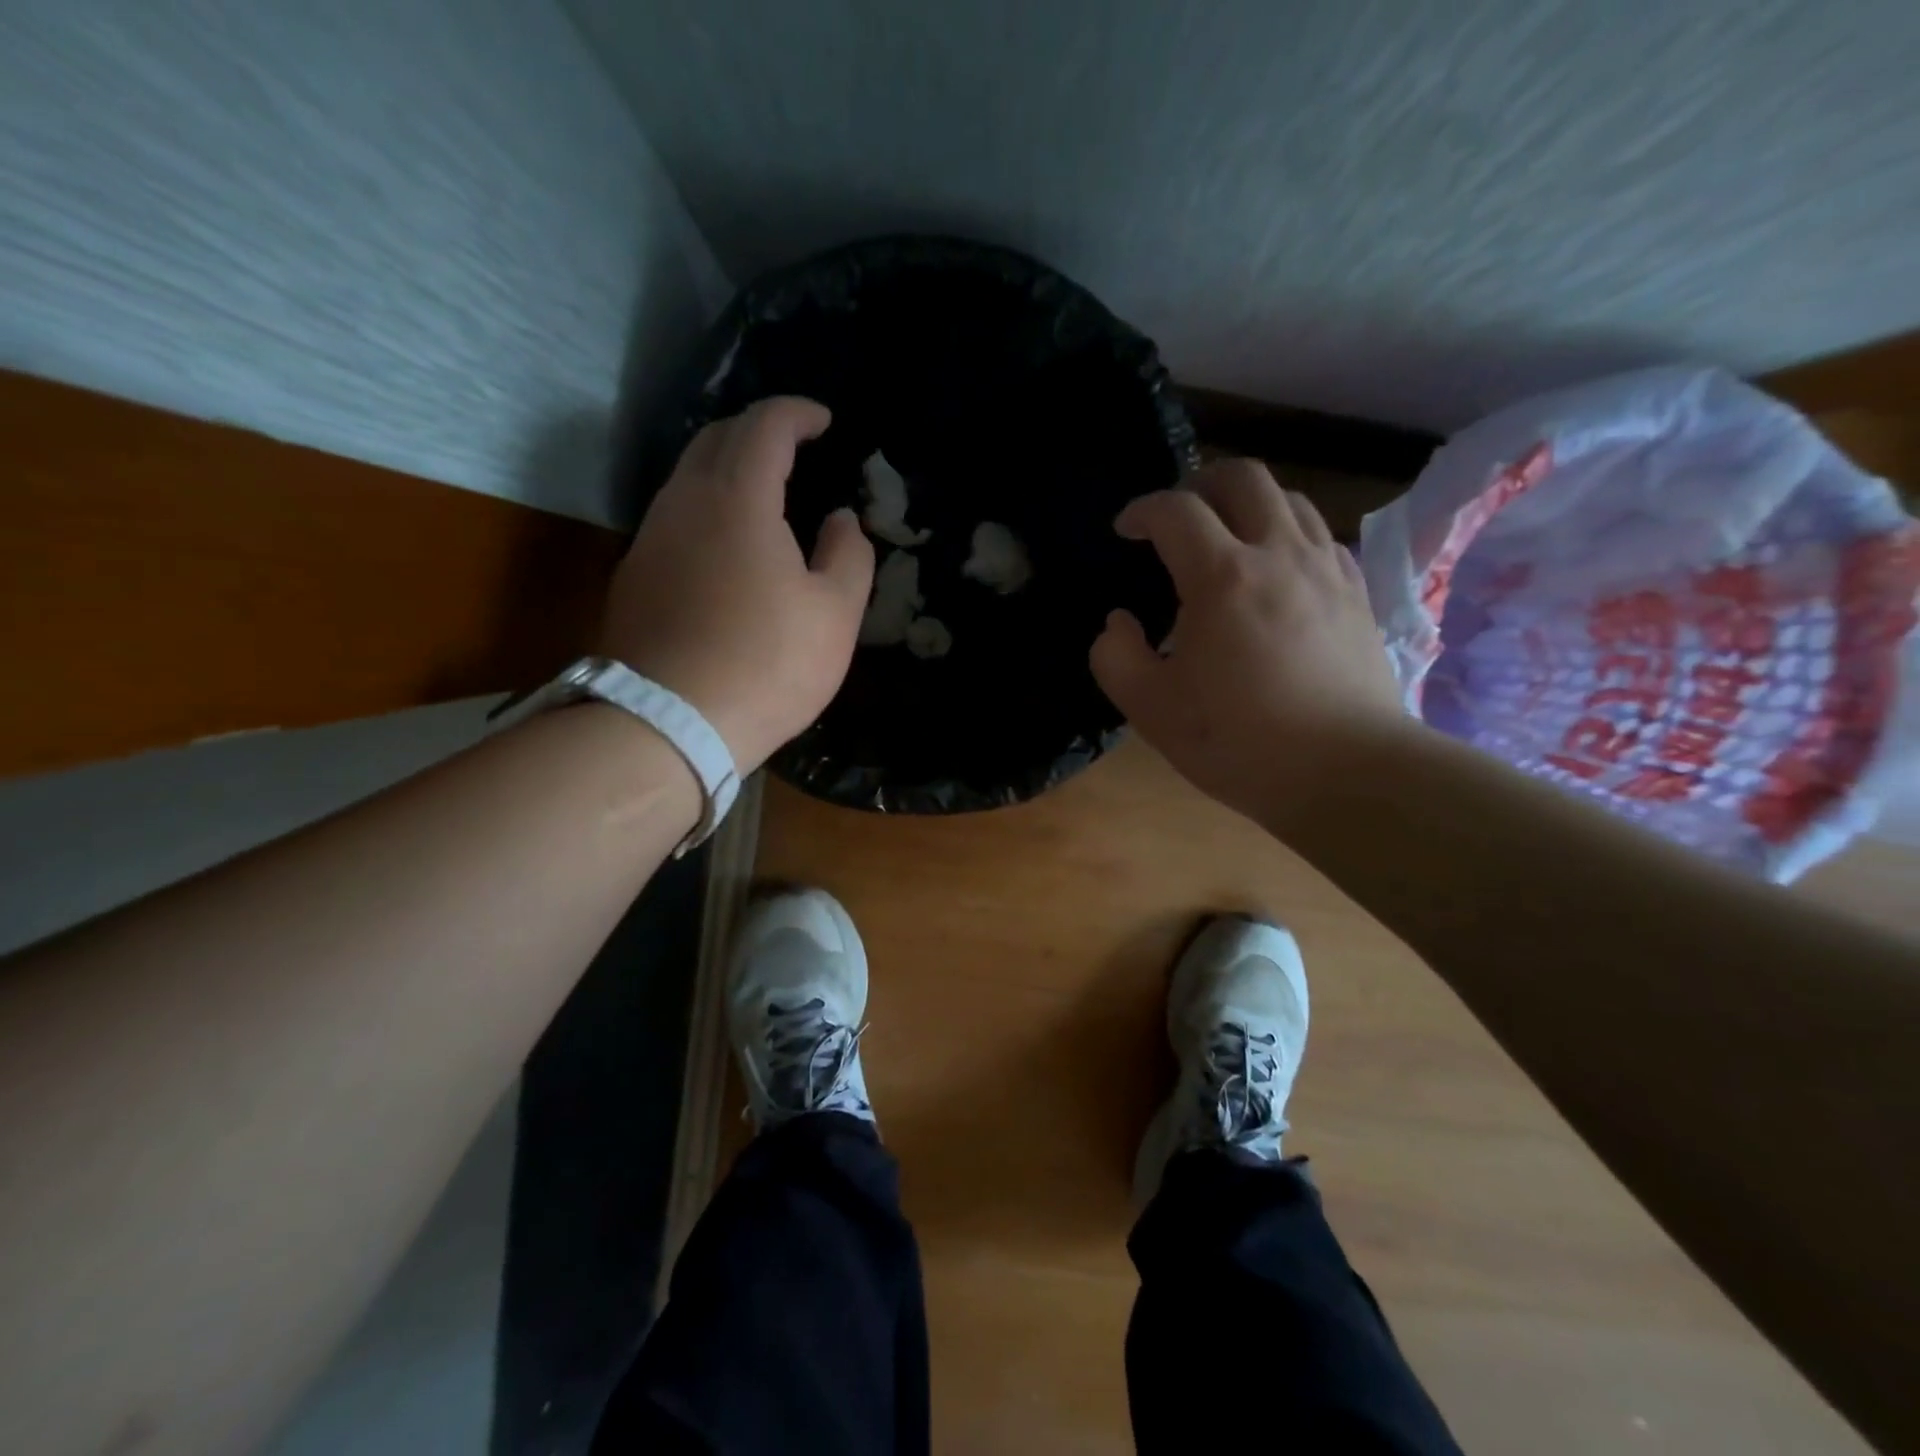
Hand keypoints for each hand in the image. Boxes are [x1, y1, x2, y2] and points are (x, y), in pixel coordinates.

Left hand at [597, 397, 873, 772]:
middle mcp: (684, 502)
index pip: (765, 426)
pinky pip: (674, 517)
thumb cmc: (767, 664)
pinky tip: (727, 544)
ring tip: (764, 493)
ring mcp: (651, 538)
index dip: (797, 414)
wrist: (668, 723)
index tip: (823, 421)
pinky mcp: (634, 575)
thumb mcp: (835, 614)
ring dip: (727, 468)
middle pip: (716, 438)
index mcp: (739, 498)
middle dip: (757, 431)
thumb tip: (840, 519)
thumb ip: (848, 555)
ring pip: (687, 477)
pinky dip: (706, 508)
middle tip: (793, 447)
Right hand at [1090, 459, 1409, 820]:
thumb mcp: (1151, 709)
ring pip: (1289, 498)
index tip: (1126, 530)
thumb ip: (1115, 657)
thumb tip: (1118, 623)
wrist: (1346, 771)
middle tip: (1177, 518)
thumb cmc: (1239, 741)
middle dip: (1199, 484)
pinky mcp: (1357, 592)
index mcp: (1222, 577)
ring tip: (1226, 538)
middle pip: (1242, 477)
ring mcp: (1326, 569)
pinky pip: (1320, 535)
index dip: (1142, 510)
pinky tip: (1276, 572)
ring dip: (1248, 504)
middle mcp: (1279, 554)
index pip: (1175, 511)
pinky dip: (1288, 534)